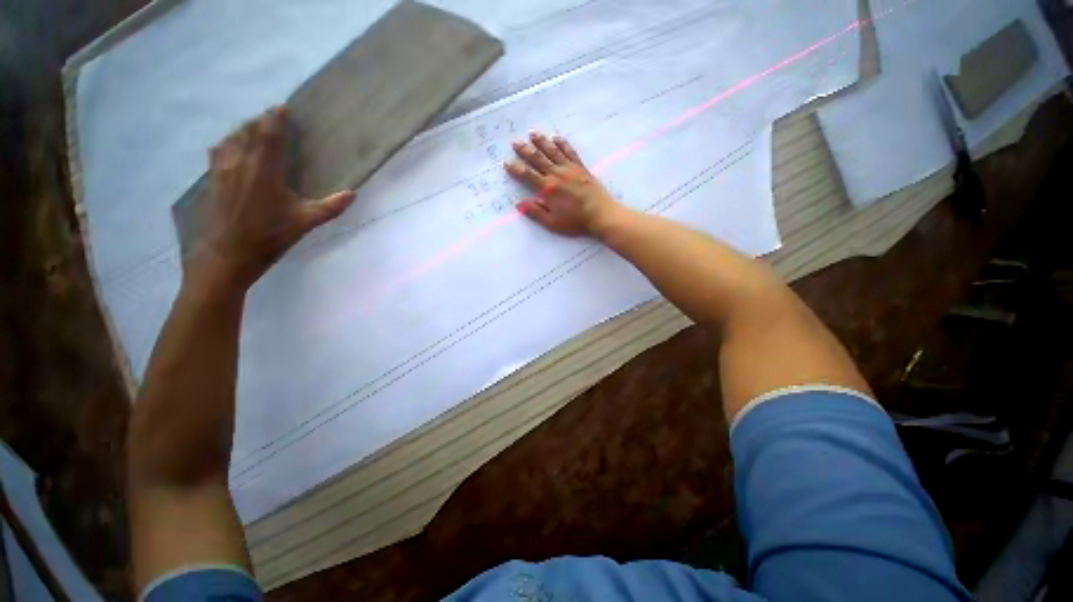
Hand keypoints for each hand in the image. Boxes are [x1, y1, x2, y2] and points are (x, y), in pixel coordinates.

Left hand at [188, 106, 356, 291]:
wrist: (230, 252)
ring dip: (243, 129)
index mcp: (264, 170)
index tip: (282, 108)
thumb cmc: (270, 235)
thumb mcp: (306, 222)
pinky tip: (231, 146)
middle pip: (247, 131)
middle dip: (259, 121)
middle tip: (272, 118)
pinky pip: (219, 150)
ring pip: (231, 138)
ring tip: (254, 128)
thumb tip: (353, 194)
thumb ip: (330, 207)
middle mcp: (240, 162)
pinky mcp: (213, 178)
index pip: (268, 135)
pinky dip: (228, 142)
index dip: (275, 119)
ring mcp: (223, 169)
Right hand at [505, 132, 622, 237]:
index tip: (506, 163)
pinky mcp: (581, 168)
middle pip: (538, 159)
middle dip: (525, 150)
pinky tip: (556, 138)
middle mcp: (557, 175)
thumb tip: (519, 204)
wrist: (601, 215)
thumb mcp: (552, 223)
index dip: (515, 169)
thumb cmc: (575, 222)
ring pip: (552, 151)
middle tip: (515, 142)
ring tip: (532, 134)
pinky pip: (570, 152)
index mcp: (548, 189)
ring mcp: (570, 169)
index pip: (527, 175)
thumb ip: (535, 213)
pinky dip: (562, 144)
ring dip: (541, 142)